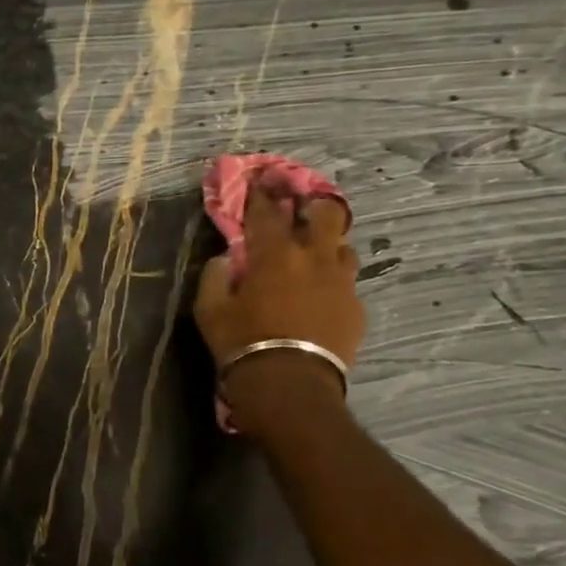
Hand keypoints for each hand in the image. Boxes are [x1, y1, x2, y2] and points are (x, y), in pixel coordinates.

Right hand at [193, 194, 364, 414]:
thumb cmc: (242, 343)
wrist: (289, 386)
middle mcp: (314, 258)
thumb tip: (226, 259)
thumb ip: (214, 276)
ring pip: (344, 246)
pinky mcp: (356, 308)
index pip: (268, 211)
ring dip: (328, 243)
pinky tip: (322, 294)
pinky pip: (347, 283)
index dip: (263, 193)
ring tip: (314, 253)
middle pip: (326, 214)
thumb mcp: (209, 310)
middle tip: (301, 208)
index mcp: (274, 254)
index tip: (261, 180)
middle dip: (313, 204)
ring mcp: (341, 282)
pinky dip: (333, 280)